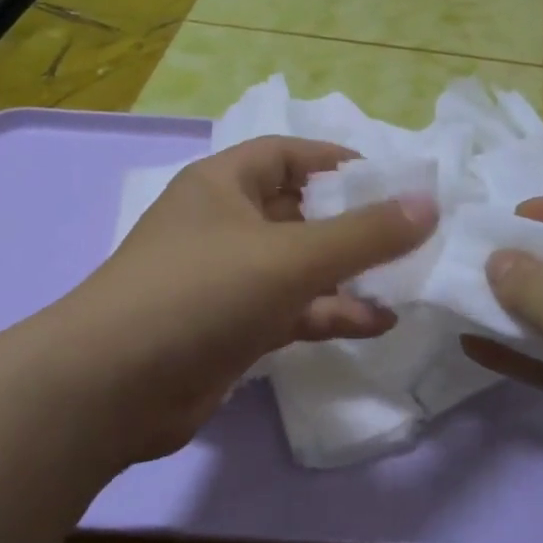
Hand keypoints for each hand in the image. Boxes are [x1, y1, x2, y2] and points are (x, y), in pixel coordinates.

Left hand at [43, 136, 437, 464]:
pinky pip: (289, 310)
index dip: (337, 160)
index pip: (287, 154)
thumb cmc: (201, 294)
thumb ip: (364, 234)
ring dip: (347, 274)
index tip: (390, 178)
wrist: (113, 387)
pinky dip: (328, 314)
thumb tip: (428, 203)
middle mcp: (222, 225)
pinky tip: (376, 324)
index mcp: (222, 185)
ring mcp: (224, 280)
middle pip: (298, 211)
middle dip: (351, 224)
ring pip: (297, 266)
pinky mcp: (229, 328)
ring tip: (405, 283)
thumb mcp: (291, 257)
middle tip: (408, 236)